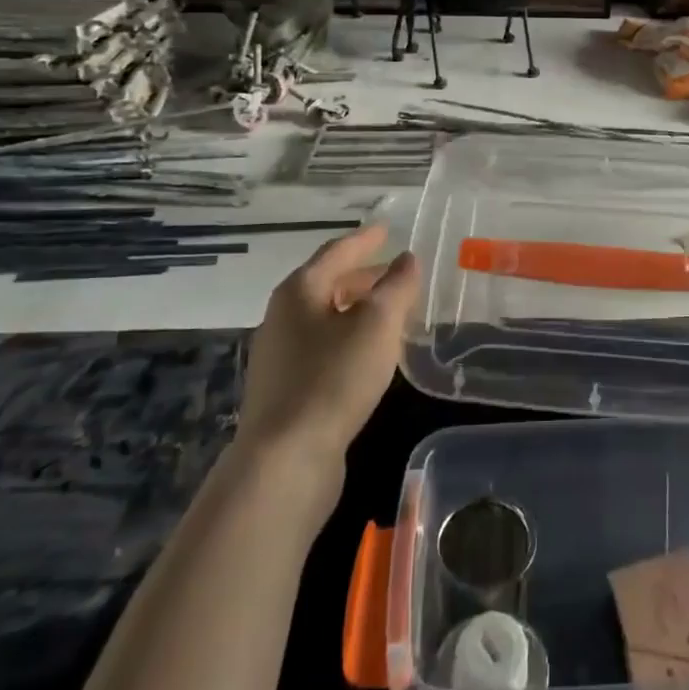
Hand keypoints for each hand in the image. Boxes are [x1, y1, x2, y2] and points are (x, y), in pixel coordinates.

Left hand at [237, 224, 420, 467]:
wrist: (285, 460)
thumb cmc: (333, 378)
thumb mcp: (377, 324)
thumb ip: (397, 286)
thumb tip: (408, 259)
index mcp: (299, 291)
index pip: (336, 251)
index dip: (365, 239)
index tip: (386, 229)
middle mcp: (282, 316)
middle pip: (327, 283)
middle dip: (363, 275)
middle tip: (396, 273)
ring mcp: (280, 354)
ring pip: (326, 317)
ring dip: (357, 308)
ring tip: (391, 312)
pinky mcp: (286, 388)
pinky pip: (323, 346)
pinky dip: (349, 337)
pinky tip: (370, 354)